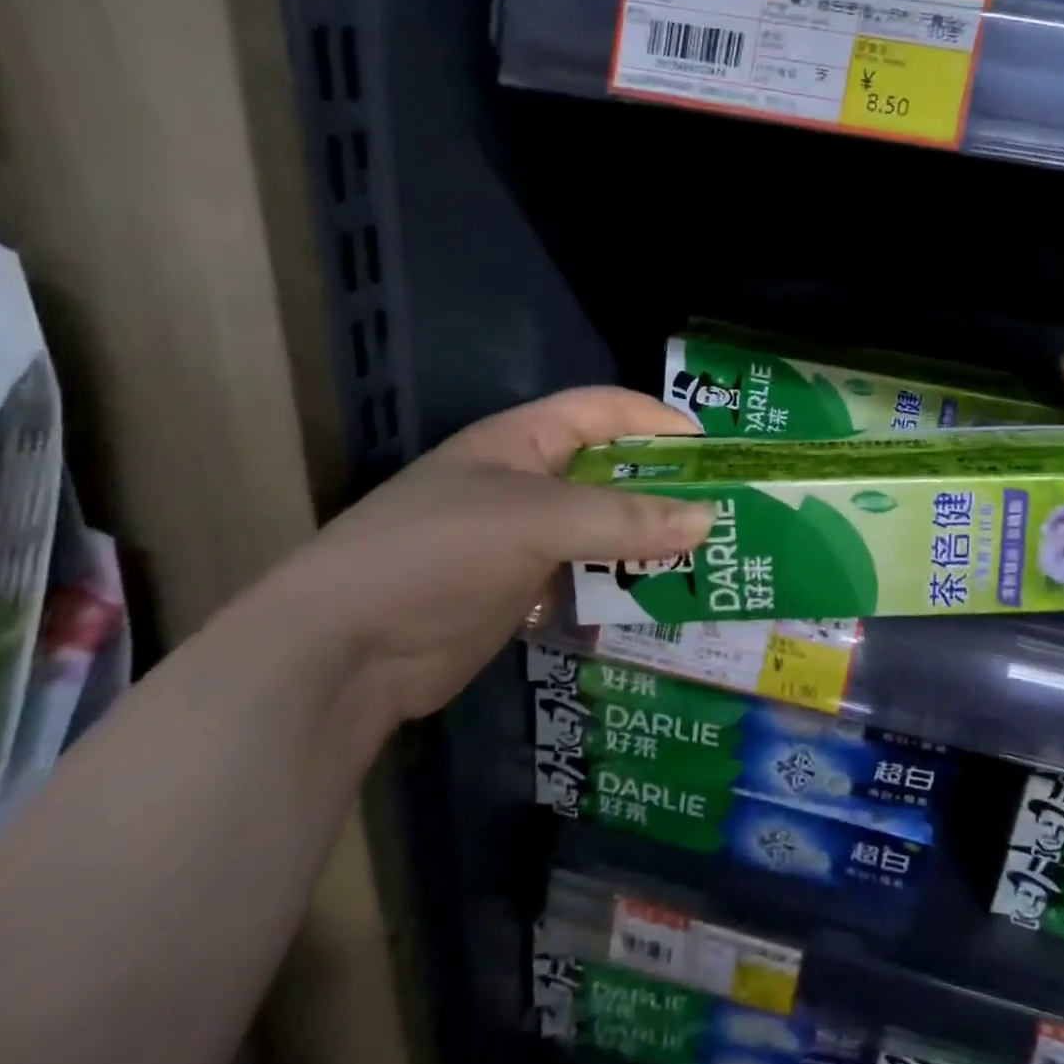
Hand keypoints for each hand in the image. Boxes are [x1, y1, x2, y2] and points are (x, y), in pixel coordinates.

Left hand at [255, 387, 710, 723]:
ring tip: (706, 558)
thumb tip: (707, 520)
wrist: (341, 653)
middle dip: (663, 487)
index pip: (601, 409)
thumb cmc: (436, 553)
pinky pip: (585, 577)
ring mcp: (522, 539)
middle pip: (609, 471)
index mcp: (520, 440)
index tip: (712, 449)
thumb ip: (623, 520)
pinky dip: (620, 584)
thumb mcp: (535, 521)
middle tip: (723, 511)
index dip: (655, 420)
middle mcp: (525, 482)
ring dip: (647, 541)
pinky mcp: (521, 591)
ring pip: (601, 529)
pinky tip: (660, 598)